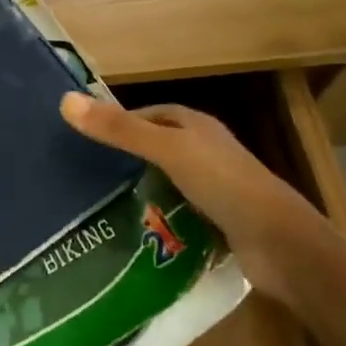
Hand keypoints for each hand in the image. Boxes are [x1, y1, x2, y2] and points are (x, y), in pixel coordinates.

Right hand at [60, 92, 334, 304]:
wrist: (281, 245)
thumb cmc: (223, 184)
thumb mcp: (167, 150)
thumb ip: (119, 130)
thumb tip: (65, 101)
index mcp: (197, 127)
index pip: (151, 115)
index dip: (121, 123)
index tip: (87, 140)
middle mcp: (206, 152)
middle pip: (158, 149)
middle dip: (127, 161)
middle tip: (86, 177)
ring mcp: (216, 190)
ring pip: (167, 184)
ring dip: (141, 194)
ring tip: (99, 207)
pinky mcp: (219, 224)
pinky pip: (179, 216)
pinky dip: (158, 222)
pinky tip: (133, 235)